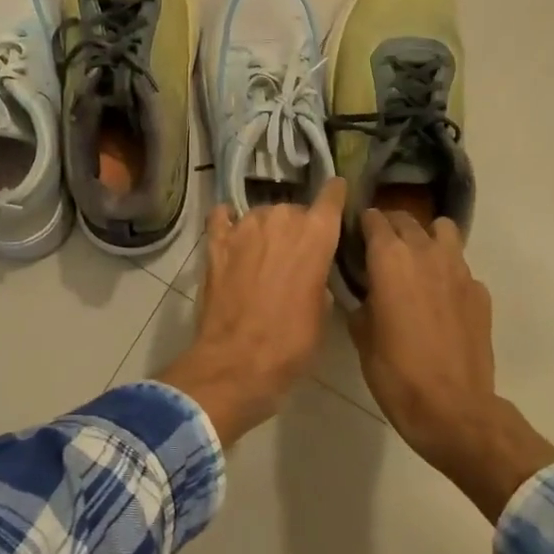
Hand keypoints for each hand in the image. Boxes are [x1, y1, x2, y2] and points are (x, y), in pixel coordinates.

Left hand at [163, 179, 346, 445]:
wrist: (237, 361)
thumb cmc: (291, 342)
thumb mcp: (322, 312)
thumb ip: (319, 277)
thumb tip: (310, 270)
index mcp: (315, 235)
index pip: (330, 197)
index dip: (335, 193)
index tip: (336, 191)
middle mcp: (280, 220)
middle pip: (293, 210)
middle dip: (297, 227)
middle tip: (295, 255)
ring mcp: (244, 228)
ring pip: (260, 214)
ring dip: (265, 229)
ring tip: (264, 253)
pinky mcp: (216, 242)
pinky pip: (222, 217)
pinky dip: (228, 221)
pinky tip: (231, 230)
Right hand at [351, 209, 553, 519]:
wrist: (453, 408)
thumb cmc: (396, 372)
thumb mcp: (362, 336)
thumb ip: (361, 302)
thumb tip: (365, 293)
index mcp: (390, 259)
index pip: (374, 219)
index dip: (362, 223)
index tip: (354, 234)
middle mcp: (425, 253)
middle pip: (407, 219)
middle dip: (391, 226)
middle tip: (379, 246)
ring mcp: (459, 270)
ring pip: (443, 231)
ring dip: (426, 237)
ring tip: (416, 261)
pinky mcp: (480, 292)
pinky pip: (460, 266)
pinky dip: (448, 271)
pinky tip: (440, 298)